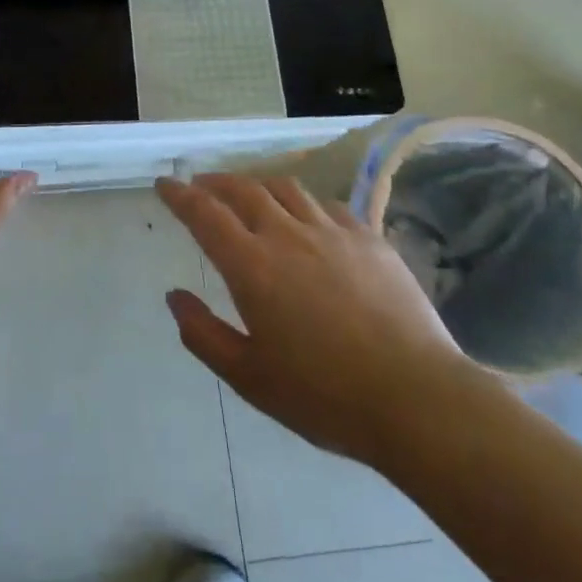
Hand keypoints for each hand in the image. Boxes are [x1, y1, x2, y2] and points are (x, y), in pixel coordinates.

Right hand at [157, 174, 474, 464]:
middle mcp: (287, 235)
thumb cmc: (324, 395)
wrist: (416, 399)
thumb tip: (175, 297)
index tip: (165, 184)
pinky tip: (308, 218)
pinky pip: (328, 206)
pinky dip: (305, 203)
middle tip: (201, 186)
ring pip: (286, 188)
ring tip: (250, 195)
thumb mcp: (249, 378)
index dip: (180, 195)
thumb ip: (204, 334)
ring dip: (258, 185)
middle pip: (244, 190)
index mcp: (252, 266)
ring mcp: (332, 232)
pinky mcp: (370, 239)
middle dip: (216, 182)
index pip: (205, 214)